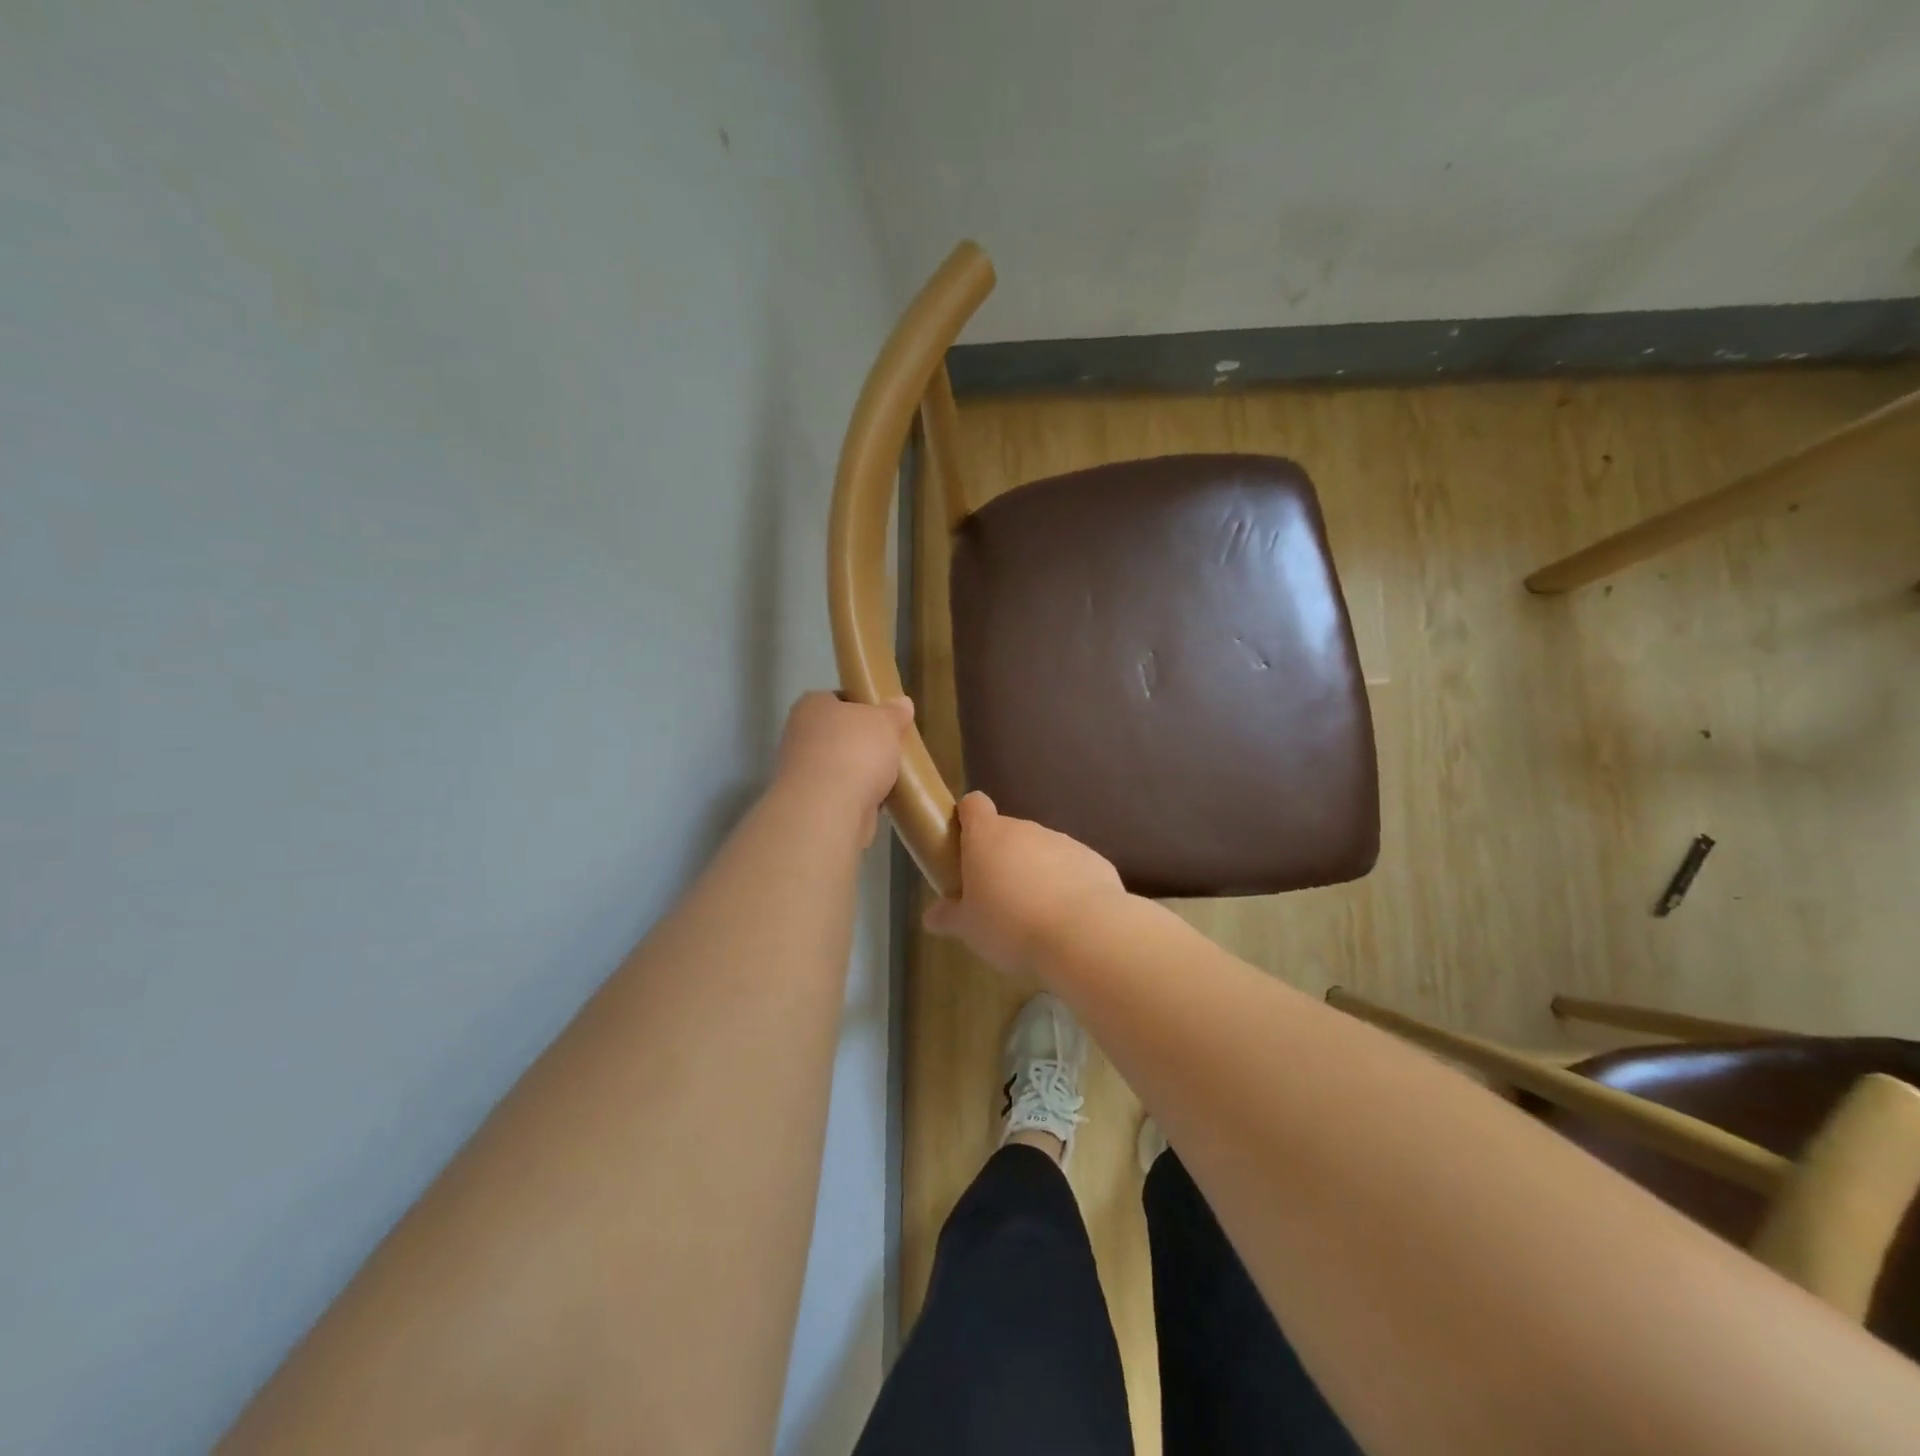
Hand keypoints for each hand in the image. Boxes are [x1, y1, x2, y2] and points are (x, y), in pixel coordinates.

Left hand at [774, 692, 913, 843]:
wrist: (829, 810)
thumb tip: (903, 703)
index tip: (886, 718)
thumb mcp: (885, 722)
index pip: (839, 699)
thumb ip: (894, 712)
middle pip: (841, 734)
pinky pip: (843, 792)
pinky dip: (859, 795)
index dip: (863, 706)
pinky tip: (881, 798)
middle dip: (865, 742)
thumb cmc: (855, 751)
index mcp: (811, 706)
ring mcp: (803, 771)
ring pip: (842, 765)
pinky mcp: (812, 802)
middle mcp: (800, 735)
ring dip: (862, 771)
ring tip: (893, 775)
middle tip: (893, 746)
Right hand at [924, 792, 1127, 975]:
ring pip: (1041, 851)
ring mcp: (1062, 841)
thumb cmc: (1011, 925)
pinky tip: (1066, 919)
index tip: (964, 844)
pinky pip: (1071, 867)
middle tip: (996, 897)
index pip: (973, 804)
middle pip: (1007, 832)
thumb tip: (931, 916)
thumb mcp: (969, 928)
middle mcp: (1025, 829)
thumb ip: (949, 916)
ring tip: (1033, 915)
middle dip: (1001, 858)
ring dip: (1035, 872)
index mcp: (988, 836)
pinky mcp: (1093, 859)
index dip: (967, 818)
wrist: (1083, 934)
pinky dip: (1066, 885)